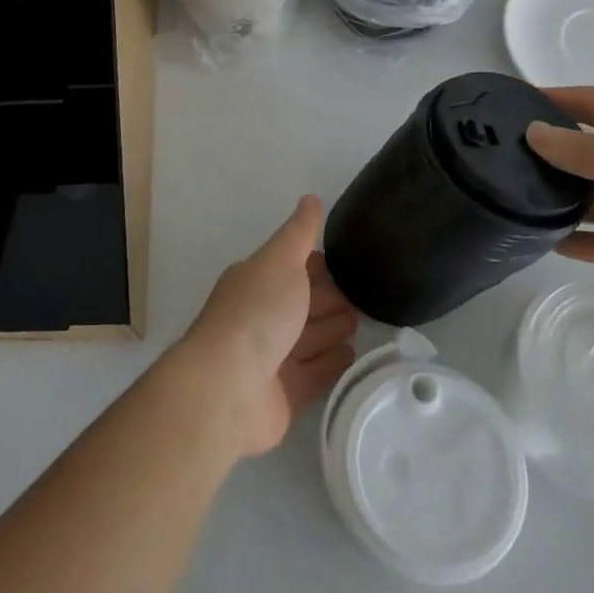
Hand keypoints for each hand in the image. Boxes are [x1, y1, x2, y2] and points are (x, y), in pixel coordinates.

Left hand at [172, 196, 357, 457]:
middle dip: (329, 297)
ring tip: (362, 322)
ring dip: (332, 329)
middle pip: (302, 303)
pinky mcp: (285, 394)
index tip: (350, 262)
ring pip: (309, 338)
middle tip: (365, 295)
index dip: (318, 264)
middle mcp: (262, 316)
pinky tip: (352, 355)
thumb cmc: (256, 313)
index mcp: (256, 281)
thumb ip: (299, 232)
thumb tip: (310, 198)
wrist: (228, 387)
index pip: (292, 267)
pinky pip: (314, 374)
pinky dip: (332, 363)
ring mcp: (272, 357)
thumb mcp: (280, 260)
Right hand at [525, 87, 593, 321]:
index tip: (508, 104)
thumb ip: (587, 152)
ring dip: (568, 205)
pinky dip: (589, 244)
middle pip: (593, 153)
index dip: (554, 101)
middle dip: (554, 157)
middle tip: (503, 162)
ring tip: (520, 207)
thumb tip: (532, 134)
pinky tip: (553, 247)